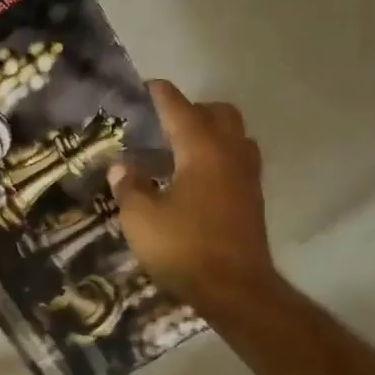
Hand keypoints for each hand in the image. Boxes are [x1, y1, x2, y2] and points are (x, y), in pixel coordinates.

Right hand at [108, 81, 279, 310]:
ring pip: (234, 135)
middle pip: (218, 113)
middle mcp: (230, 152)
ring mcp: (247, 175)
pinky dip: (219, 155)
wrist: (235, 288)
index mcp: (202, 149)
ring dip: (210, 132)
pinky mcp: (252, 197)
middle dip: (192, 110)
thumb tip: (122, 166)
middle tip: (164, 124)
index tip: (147, 85)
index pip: (179, 108)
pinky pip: (238, 159)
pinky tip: (196, 178)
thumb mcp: (141, 219)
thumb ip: (129, 187)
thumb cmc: (184, 248)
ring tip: (180, 150)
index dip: (160, 95)